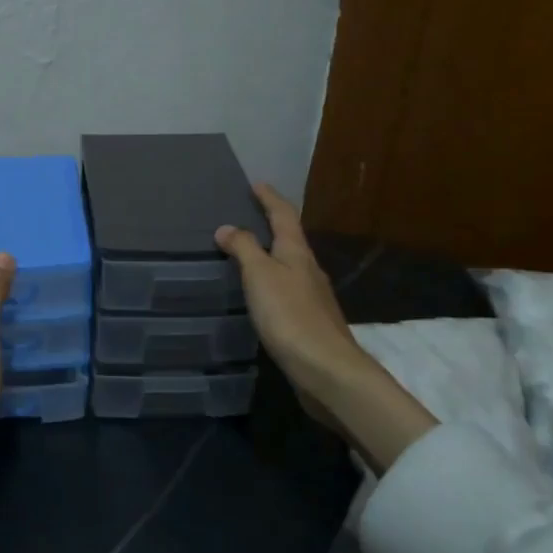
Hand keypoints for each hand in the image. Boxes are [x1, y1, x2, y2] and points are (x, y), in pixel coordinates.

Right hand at [215, 184, 365, 403]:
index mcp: (297, 253)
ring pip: (290, 265)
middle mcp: (309, 269)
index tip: (257, 183)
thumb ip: (244, 248)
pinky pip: (287, 290)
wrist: (325, 369)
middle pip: (291, 239)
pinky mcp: (309, 322)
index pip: (284, 215)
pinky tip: (261, 295)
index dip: (270, 198)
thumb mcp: (260, 275)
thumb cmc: (290, 315)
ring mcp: (312, 297)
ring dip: (271, 255)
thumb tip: (227, 227)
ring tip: (248, 254)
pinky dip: (272, 282)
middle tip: (249, 216)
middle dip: (272, 225)